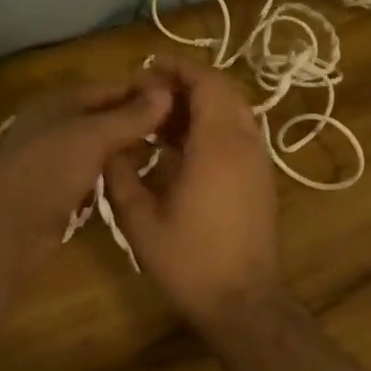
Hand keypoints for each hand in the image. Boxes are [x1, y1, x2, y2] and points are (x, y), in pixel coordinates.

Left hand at [0, 75, 172, 277]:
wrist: (6, 229)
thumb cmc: (47, 170)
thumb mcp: (91, 136)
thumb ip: (129, 116)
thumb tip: (167, 92)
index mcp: (58, 101)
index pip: (109, 89)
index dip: (143, 94)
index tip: (183, 103)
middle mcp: (56, 125)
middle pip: (105, 118)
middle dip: (140, 124)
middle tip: (183, 133)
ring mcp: (57, 160)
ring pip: (101, 148)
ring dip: (130, 152)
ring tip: (172, 156)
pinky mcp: (61, 190)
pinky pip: (95, 176)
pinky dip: (115, 177)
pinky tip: (143, 182)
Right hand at [104, 56, 283, 329]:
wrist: (243, 303)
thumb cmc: (189, 261)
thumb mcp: (139, 220)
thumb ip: (120, 175)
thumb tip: (109, 148)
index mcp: (217, 145)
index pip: (206, 83)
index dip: (177, 68)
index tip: (147, 68)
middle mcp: (244, 143)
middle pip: (223, 90)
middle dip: (187, 82)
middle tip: (150, 91)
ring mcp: (258, 161)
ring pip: (233, 111)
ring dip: (200, 103)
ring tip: (160, 117)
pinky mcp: (260, 178)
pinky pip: (238, 133)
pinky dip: (212, 125)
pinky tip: (181, 147)